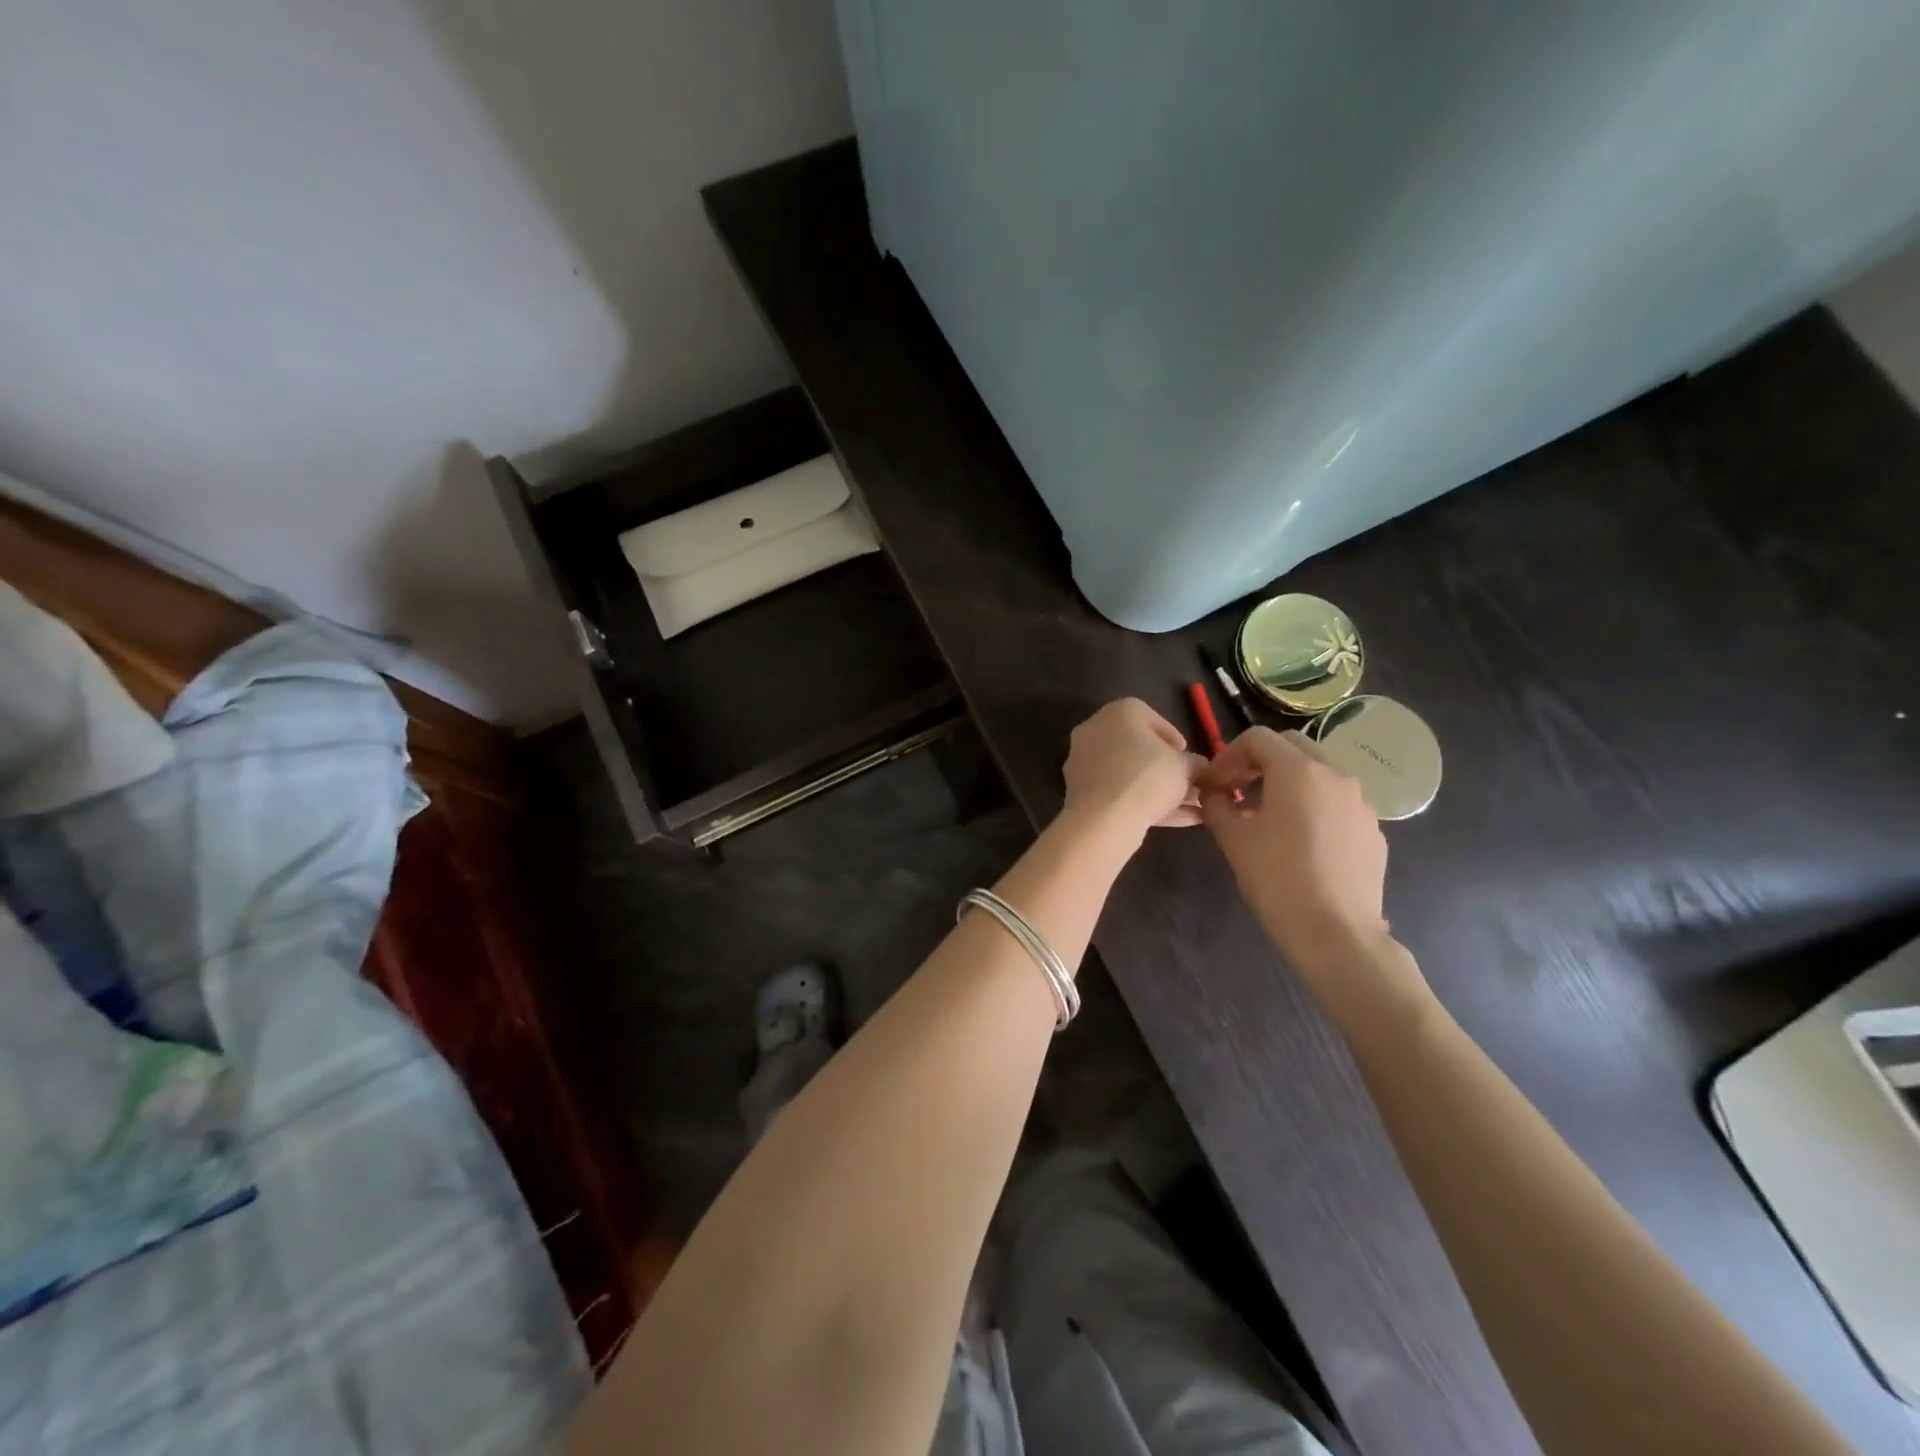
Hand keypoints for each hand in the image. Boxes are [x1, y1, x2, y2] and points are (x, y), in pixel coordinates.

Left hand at [1061, 699, 1204, 838]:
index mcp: (1118, 712)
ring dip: (1156, 790)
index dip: (1172, 737)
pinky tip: (1172, 821)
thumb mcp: (1184, 767)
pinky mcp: (1080, 792)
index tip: (1187, 756)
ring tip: (1189, 808)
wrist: (1103, 819)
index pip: (1149, 716)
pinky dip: (1141, 804)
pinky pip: (1117, 793)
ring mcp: (1083, 763)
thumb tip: (1199, 767)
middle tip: (1187, 784)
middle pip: (1136, 748)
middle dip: (1165, 768)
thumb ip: (1194, 764)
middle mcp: (1095, 730)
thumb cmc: (1147, 777)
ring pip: (1128, 774)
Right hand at [1198, 727, 1391, 973]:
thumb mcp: (1233, 838)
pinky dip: (1313, 806)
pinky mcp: (1372, 830)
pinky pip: (1337, 803)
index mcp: (1297, 770)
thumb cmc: (1276, 878)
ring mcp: (1361, 802)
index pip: (1258, 738)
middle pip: (1292, 746)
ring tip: (1268, 816)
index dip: (1229, 755)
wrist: (1336, 932)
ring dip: (1289, 782)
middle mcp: (1335, 775)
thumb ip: (1216, 804)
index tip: (1215, 784)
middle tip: (1238, 789)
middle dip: (1260, 761)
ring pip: (1319, 773)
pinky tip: (1300, 842)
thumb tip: (1213, 792)